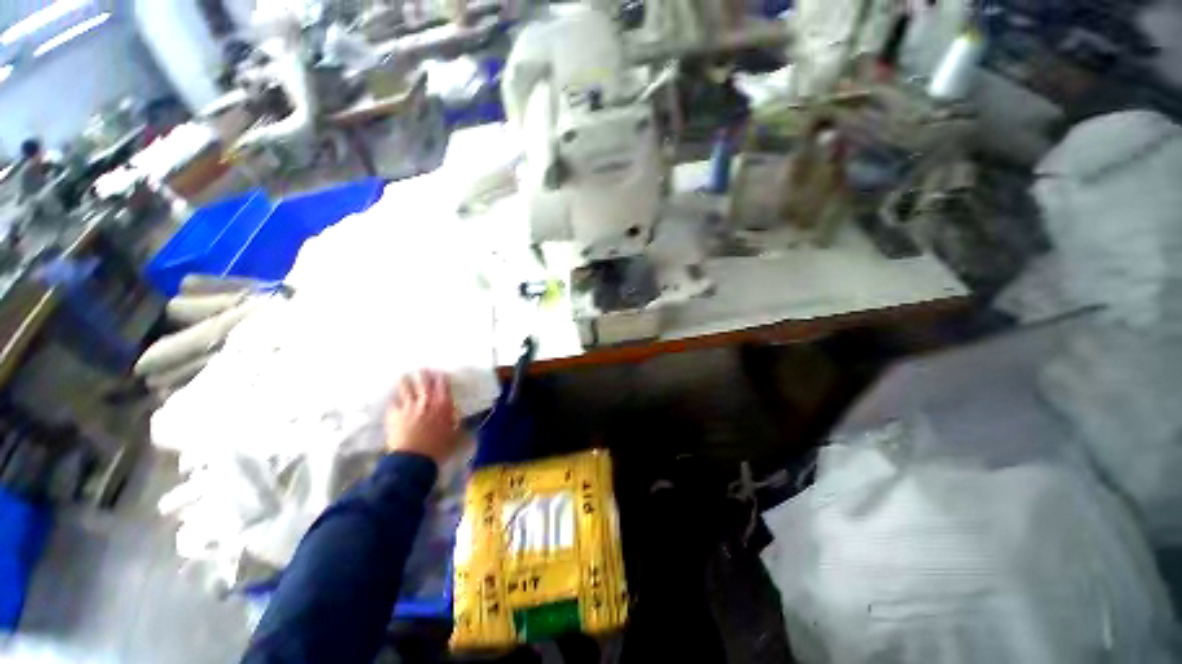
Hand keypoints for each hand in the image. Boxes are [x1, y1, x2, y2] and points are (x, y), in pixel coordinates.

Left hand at [384, 370, 459, 465]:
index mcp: (444, 405)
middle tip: (423, 369)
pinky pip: (393, 402)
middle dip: (424, 374)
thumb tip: (463, 422)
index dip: (442, 378)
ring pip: (406, 389)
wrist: (414, 460)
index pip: (444, 386)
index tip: (441, 373)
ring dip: (406, 381)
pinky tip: (392, 397)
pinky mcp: (394, 415)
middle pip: (424, 383)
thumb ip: (460, 427)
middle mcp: (426, 402)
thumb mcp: (456, 437)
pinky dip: (393, 398)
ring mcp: (409, 407)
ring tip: (404, 376)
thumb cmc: (439, 448)